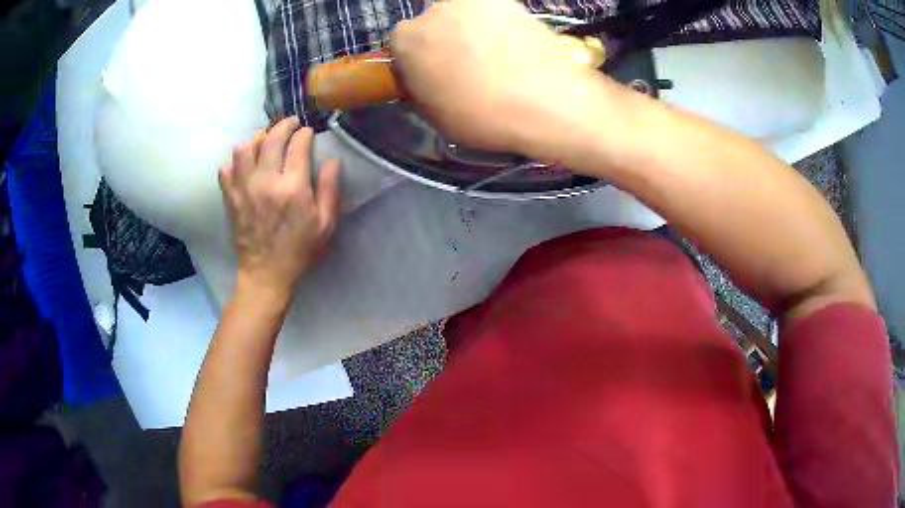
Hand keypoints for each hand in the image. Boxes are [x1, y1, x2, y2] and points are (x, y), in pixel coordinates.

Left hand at [219, 117, 340, 301]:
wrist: (266, 274)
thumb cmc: (300, 250)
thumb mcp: (326, 224)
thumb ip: (330, 189)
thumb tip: (333, 160)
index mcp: (293, 187)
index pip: (298, 144)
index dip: (305, 133)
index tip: (309, 133)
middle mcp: (266, 181)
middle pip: (271, 138)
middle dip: (284, 125)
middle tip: (290, 124)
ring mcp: (244, 188)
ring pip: (245, 148)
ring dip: (257, 138)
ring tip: (266, 140)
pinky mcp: (231, 198)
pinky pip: (226, 170)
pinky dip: (235, 162)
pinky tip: (245, 164)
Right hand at [390, 0, 604, 155]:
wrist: (546, 101)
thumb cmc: (482, 115)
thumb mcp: (435, 115)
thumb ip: (419, 88)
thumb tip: (424, 78)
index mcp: (407, 39)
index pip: (402, 44)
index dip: (417, 60)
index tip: (433, 75)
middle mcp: (435, 10)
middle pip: (434, 25)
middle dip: (444, 42)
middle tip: (466, 67)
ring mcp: (474, 2)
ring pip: (465, 17)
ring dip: (472, 32)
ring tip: (497, 59)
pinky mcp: (508, 1)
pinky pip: (495, 15)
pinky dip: (501, 28)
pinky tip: (516, 50)